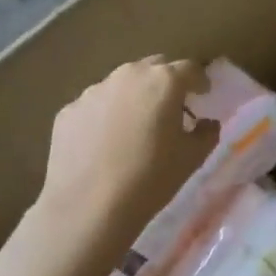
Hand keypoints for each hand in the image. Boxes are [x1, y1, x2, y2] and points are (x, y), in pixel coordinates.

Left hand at [35, 56, 216, 248]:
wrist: (89, 207)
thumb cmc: (151, 178)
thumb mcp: (192, 158)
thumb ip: (206, 132)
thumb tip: (205, 122)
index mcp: (164, 81)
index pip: (190, 68)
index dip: (199, 81)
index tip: (203, 95)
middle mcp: (128, 75)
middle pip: (154, 67)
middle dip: (166, 82)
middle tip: (170, 108)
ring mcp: (94, 91)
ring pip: (122, 84)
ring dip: (134, 97)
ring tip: (135, 127)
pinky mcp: (69, 110)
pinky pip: (95, 105)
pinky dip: (105, 115)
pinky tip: (105, 144)